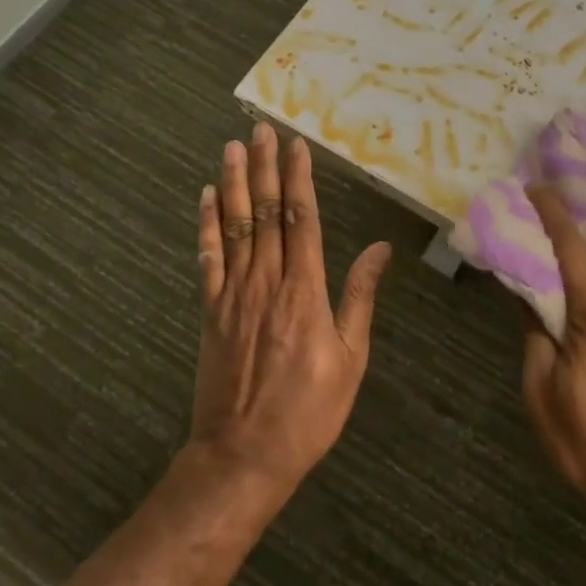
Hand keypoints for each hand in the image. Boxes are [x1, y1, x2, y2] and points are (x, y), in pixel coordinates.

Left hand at [192, 123, 391, 495]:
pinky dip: (207, 226)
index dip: (298, 179)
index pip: (301, 219)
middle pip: (266, 213)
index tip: (295, 146)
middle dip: (265, 168)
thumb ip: (359, 297)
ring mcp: (233, 294)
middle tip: (260, 130)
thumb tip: (379, 249)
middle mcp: (267, 281)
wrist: (243, 456)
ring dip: (234, 184)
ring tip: (232, 148)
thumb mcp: (350, 358)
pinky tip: (206, 199)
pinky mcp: (211, 311)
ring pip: (235, 227)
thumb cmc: (309, 411)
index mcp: (305, 290)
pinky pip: (208, 259)